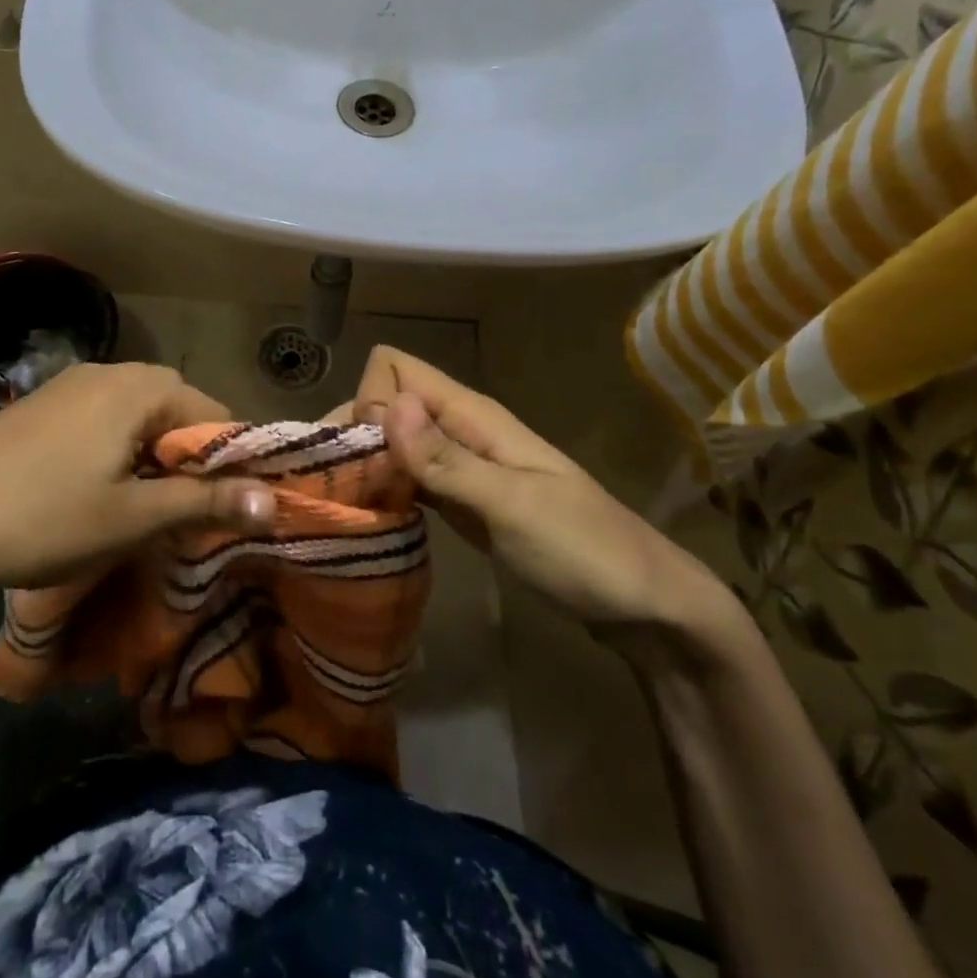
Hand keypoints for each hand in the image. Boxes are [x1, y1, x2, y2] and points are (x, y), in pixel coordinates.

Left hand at [0, 363, 273, 637]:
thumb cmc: (43, 519)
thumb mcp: (133, 518)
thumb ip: (207, 503)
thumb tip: (276, 501)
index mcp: (140, 388)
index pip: (215, 414)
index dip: (229, 462)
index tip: (224, 509)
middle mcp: (109, 371)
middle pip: (176, 409)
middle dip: (188, 458)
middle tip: (181, 512)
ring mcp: (68, 383)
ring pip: (137, 414)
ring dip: (151, 455)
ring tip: (140, 505)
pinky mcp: (40, 403)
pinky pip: (101, 418)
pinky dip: (116, 448)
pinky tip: (94, 488)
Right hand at [350, 347, 742, 655]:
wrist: (647, 608)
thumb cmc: (585, 552)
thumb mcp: (513, 506)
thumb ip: (446, 459)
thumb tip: (387, 404)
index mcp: (474, 416)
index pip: (396, 368)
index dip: (369, 399)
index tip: (362, 456)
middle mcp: (460, 431)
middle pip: (386, 403)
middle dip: (352, 432)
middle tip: (329, 489)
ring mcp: (461, 468)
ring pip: (393, 442)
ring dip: (361, 463)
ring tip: (333, 505)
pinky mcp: (461, 503)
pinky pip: (408, 480)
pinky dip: (383, 490)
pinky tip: (366, 517)